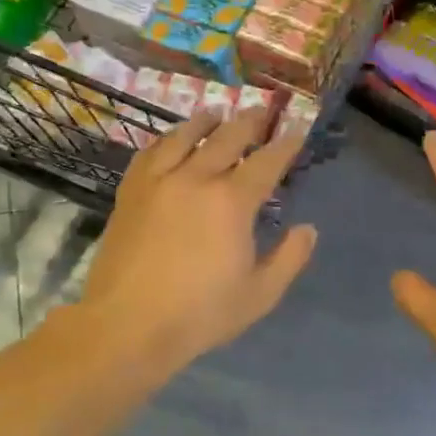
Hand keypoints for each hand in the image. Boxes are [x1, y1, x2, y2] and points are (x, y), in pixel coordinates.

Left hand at [77, 107, 316, 372]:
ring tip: (217, 113)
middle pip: (228, 137)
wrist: (126, 325)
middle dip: (250, 121)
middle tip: (262, 110)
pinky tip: (172, 138)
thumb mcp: (259, 295)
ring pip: (186, 135)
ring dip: (207, 121)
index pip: (268, 161)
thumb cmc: (200, 314)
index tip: (298, 130)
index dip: (286, 144)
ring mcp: (159, 180)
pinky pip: (151, 151)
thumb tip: (308, 229)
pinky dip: (167, 138)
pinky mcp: (131, 190)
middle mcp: (197, 178)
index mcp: (232, 202)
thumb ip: (289, 258)